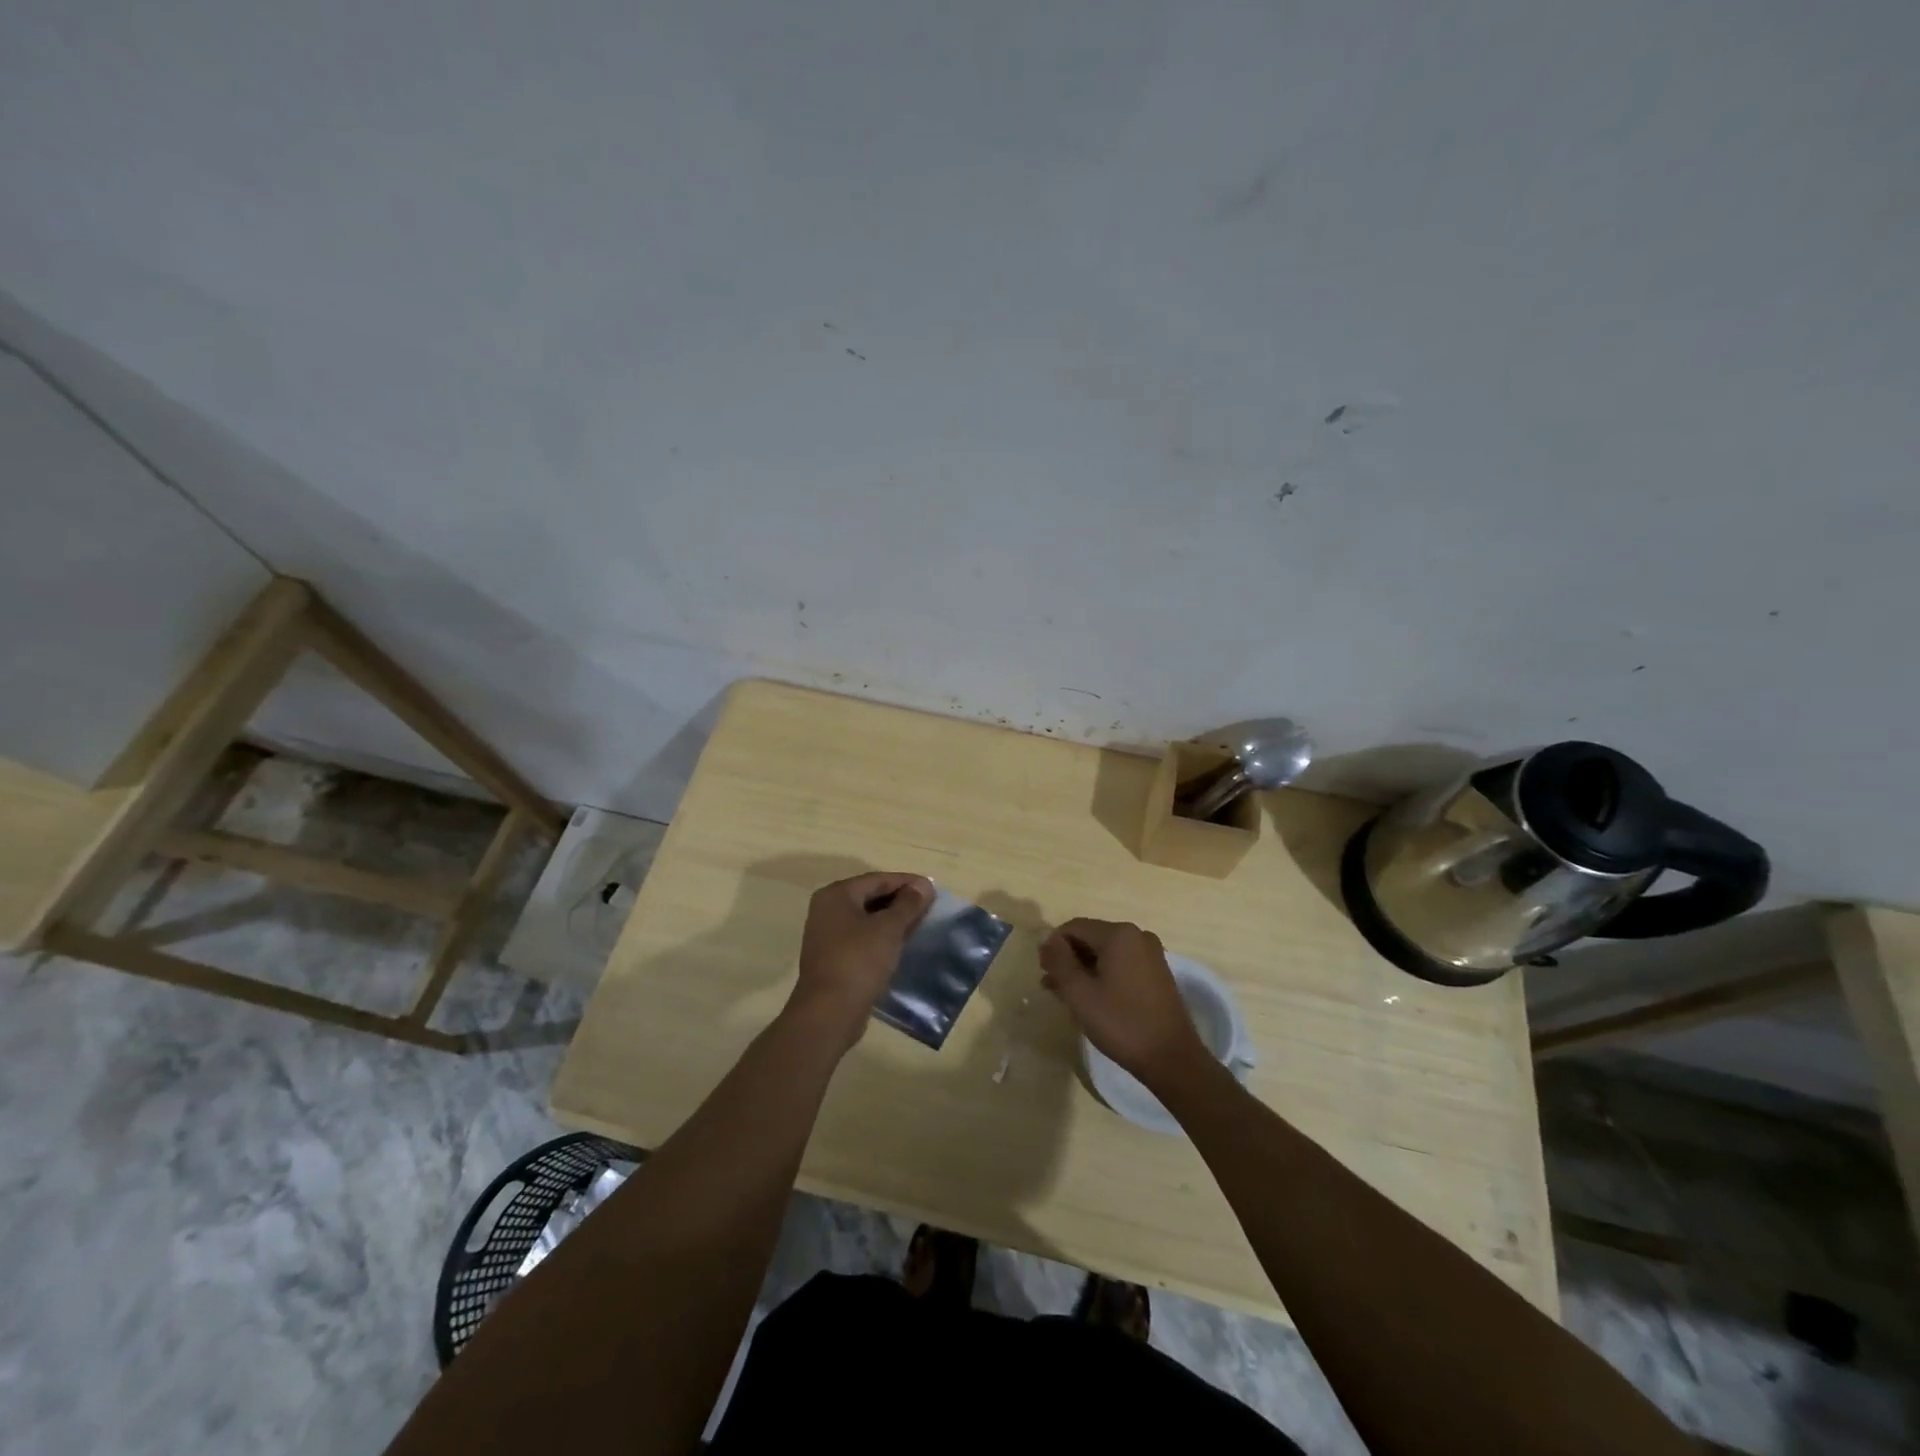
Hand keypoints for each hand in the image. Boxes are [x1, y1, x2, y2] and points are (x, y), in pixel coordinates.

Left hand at [787, 871, 933, 1050]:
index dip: (907, 882)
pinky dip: (881, 938)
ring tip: (920, 925)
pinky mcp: (833, 958)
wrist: (829, 1012)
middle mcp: (827, 910)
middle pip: (870, 897)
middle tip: (929, 907)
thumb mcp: (889, 929)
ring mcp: (827, 935)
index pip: (877, 879)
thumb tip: (924, 885)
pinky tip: (901, 945)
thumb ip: (908, 904)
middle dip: (900, 901)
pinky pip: (861, 938)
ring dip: (892, 921)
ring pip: (867, 919)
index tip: (933, 889)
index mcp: (836, 895)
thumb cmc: (859, 961)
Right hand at [1039, 918, 1208, 1085]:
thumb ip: (1059, 960)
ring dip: (1083, 970)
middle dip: (1068, 959)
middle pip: (1091, 938)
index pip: (1074, 927)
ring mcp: (1151, 954)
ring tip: (1066, 996)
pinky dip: (1103, 976)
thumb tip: (1047, 938)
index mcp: (1119, 934)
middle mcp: (1137, 935)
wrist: (1172, 1059)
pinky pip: (1121, 964)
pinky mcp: (1157, 973)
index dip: (1053, 947)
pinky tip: (1092, 998)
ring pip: (1106, 953)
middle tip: (1051, 987)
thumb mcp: (1079, 992)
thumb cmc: (1121, 1023)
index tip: (1043, 973)